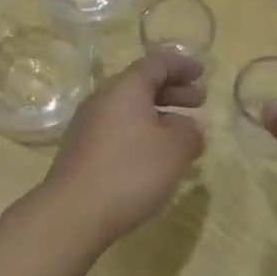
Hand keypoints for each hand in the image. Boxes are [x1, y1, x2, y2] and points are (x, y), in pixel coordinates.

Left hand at [41, 48, 205, 243]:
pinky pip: (119, 130)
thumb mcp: (175, 149)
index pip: (156, 63)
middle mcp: (102, 100)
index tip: (202, 72)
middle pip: (140, 84)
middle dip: (172, 90)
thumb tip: (189, 127)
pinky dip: (142, 133)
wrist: (74, 212)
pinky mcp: (82, 151)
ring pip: (129, 109)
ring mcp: (88, 126)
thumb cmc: (130, 172)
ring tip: (182, 132)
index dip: (181, 65)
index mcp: (125, 88)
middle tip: (199, 101)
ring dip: (158, 114)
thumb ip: (190, 131)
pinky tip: (155, 156)